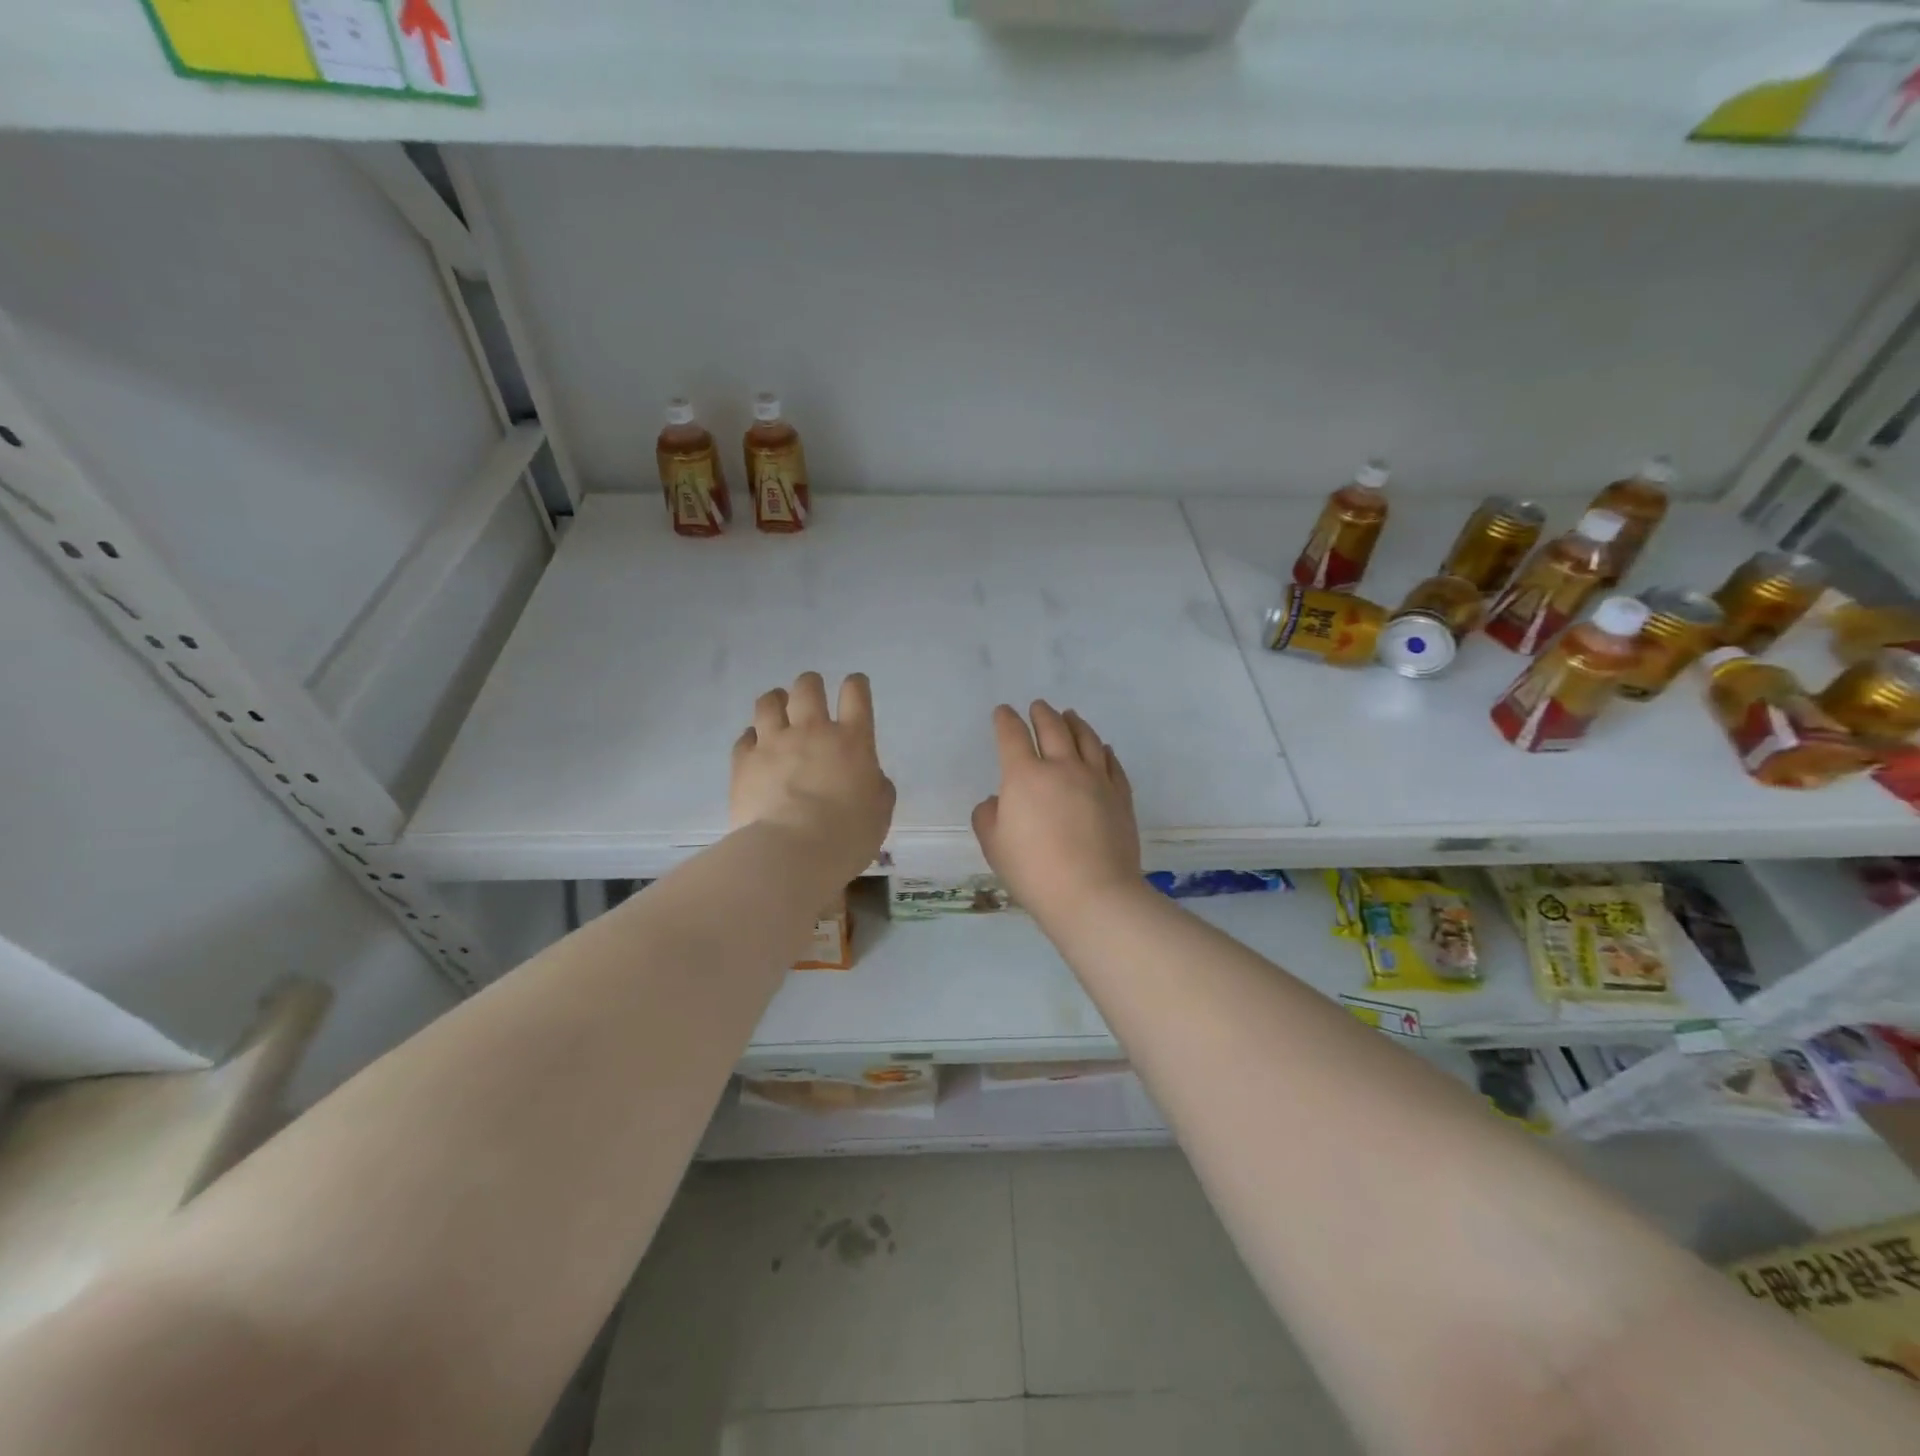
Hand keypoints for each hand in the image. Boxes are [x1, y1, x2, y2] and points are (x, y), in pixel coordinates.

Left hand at [731, 672, 895, 880]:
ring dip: (776, 700)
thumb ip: (877, 786)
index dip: (856, 685)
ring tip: (778, 707)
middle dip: (811, 685)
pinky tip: (756, 745)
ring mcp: (773, 743)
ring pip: (769, 702)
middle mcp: (811, 731)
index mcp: (852, 740)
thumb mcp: (880, 811)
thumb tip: (869, 777)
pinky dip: (752, 736)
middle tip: (811, 695)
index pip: (856, 694)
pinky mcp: (744, 761)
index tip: (855, 686)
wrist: (791, 853)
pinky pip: (745, 736)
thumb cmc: (847, 835)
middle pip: (807, 687)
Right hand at [972, 701, 1142, 920]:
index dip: (1005, 720)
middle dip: (1042, 714)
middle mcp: (1062, 767)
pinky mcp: (1121, 796)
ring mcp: (1096, 779)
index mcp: (1025, 776)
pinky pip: (1112, 763)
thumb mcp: (994, 846)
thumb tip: (998, 801)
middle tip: (1038, 706)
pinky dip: (1104, 750)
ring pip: (1086, 739)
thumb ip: (988, 816)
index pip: (1012, 736)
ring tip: (1070, 715)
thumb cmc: (1034, 871)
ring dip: (1075, 723)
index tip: (1003, 712)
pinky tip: (1102, 749)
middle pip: (1053, 728)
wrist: (1093, 894)